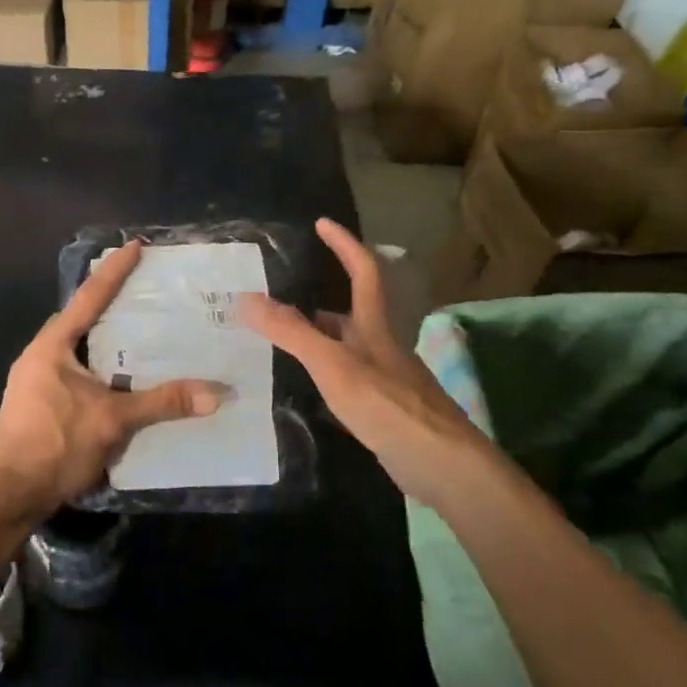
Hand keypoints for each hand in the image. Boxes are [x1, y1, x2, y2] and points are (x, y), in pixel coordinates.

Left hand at [0, 241, 225, 525]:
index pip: (88, 298)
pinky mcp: (37, 403)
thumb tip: (216, 393)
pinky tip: (118, 377)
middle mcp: (39, 355)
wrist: (9, 496)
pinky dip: (97, 364)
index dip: (113, 272)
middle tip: (142, 289)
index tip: (134, 246)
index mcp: (51, 346)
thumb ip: (162, 403)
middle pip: (78, 319)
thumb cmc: (56, 446)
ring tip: (136, 330)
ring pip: (75, 347)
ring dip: (102, 337)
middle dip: (108, 303)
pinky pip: (72, 369)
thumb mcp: (113, 421)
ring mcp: (33, 380)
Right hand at [239, 219, 492, 499]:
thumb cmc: (386, 404)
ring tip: (284, 341)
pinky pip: (350, 377)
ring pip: (349, 347)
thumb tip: (246, 298)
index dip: (344, 244)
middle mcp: (383, 346)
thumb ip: (290, 332)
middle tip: (280, 300)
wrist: (440, 463)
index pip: (363, 271)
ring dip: (320, 338)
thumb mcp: (331, 363)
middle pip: (353, 312)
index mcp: (374, 326)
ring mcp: (387, 378)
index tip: (323, 223)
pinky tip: (311, 389)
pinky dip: (327, 372)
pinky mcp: (387, 408)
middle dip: (320, 300)